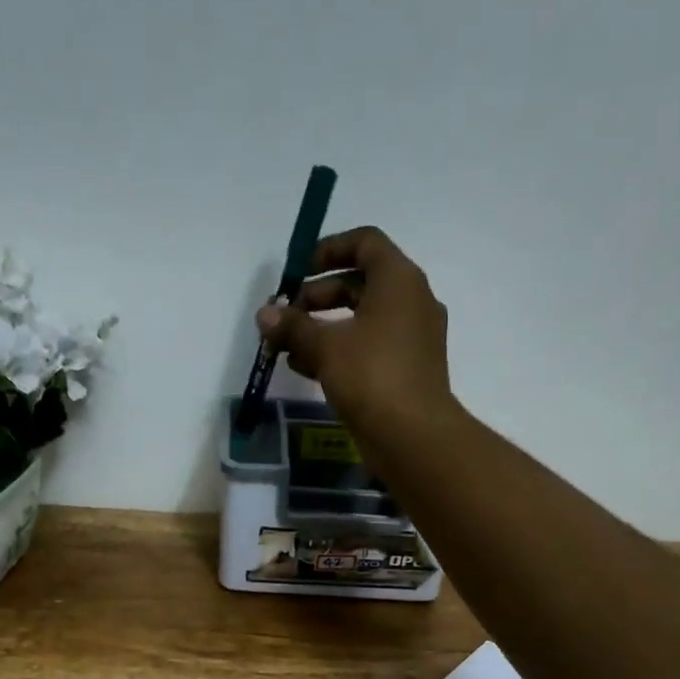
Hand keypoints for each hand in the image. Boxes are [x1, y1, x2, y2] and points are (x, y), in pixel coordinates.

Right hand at [254, 226, 453, 435]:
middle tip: (286, 315)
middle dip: (318, 295)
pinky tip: (304, 368)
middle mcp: (411, 302)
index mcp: (399, 281)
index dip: (329, 249)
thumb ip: (293, 326)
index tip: (298, 270)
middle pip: (359, 283)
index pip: (365, 242)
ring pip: (361, 319)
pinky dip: (339, 351)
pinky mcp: (405, 369)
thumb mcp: (325, 347)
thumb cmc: (372, 376)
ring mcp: (412, 338)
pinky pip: (368, 347)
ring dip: (323, 327)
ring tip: (286, 346)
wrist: (413, 436)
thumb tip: (265, 314)